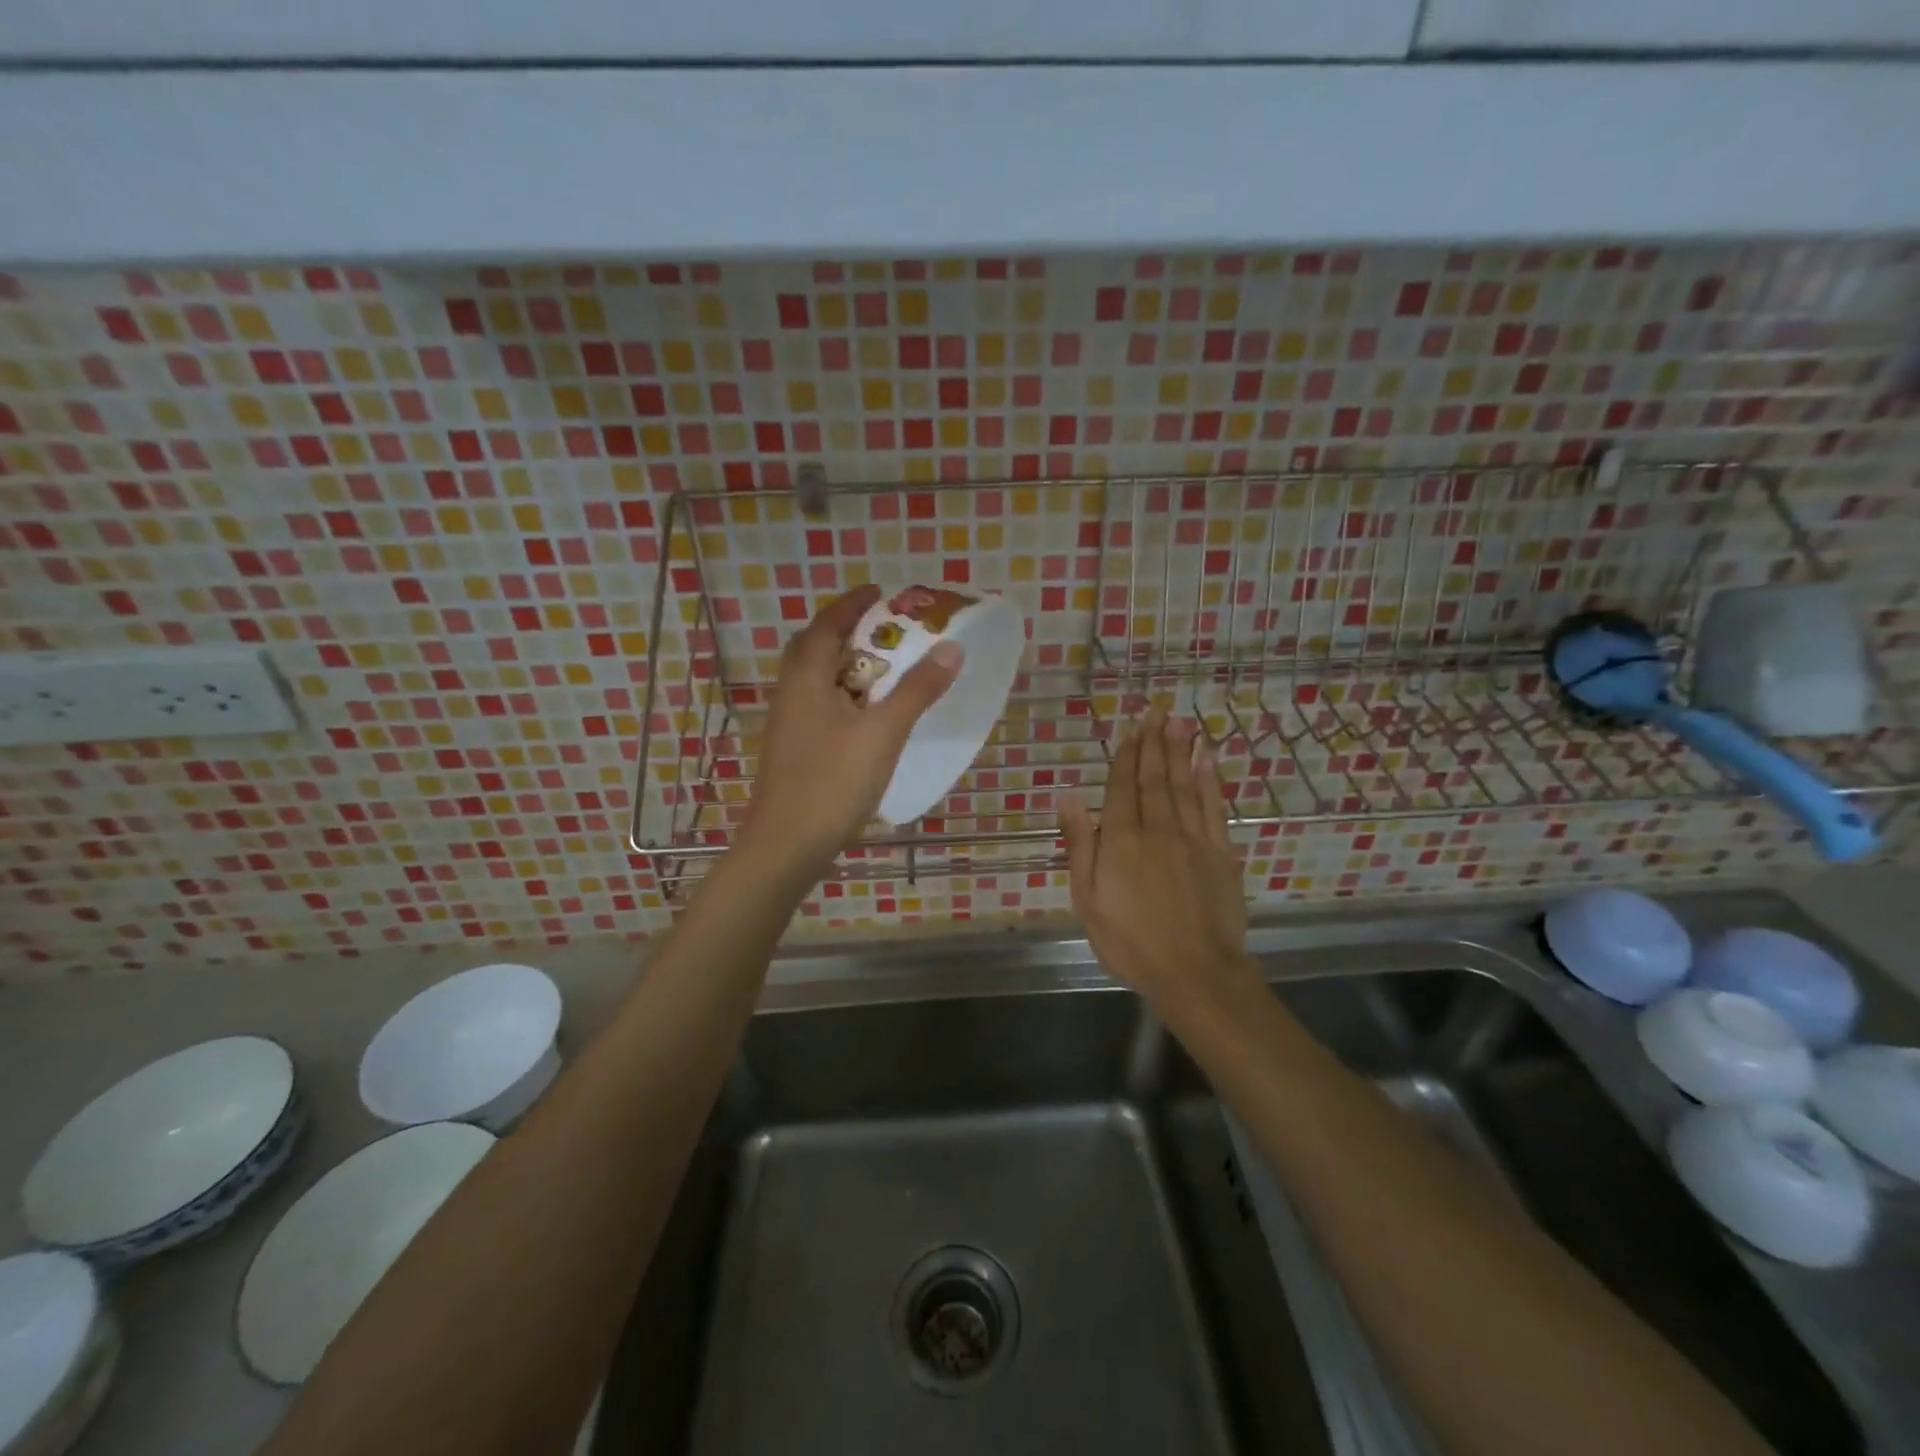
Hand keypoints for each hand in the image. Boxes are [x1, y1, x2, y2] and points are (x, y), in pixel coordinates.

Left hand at [743, 585, 960, 874]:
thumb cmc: (833, 782)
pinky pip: (817, 704)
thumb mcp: (883, 732)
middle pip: (815, 647)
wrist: (786, 845)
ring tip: (882, 668)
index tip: (882, 592)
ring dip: (843, 664)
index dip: (854, 604)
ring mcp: (787, 723)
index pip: (828, 623)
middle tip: (884, 629)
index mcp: (807, 678)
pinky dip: (841, 694)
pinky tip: (864, 716)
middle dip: (846, 630)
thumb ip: (916, 689)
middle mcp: (790, 693)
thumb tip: (951, 648)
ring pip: (814, 678)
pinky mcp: (791, 749)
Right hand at [1060, 709, 1253, 1012]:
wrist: (1194, 971)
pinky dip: (1210, 780)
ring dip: (1180, 751)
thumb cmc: (1130, 940)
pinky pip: (1213, 807)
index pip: (1122, 786)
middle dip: (1153, 743)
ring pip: (1184, 784)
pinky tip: (1207, 760)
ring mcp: (1193, 838)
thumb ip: (1080, 845)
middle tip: (1156, 712)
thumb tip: (1069, 797)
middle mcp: (1157, 828)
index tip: (1130, 728)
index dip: (1126, 755)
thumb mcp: (1088, 898)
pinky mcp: (1220, 852)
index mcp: (1121, 839)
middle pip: (1154, 777)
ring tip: (1180, 722)